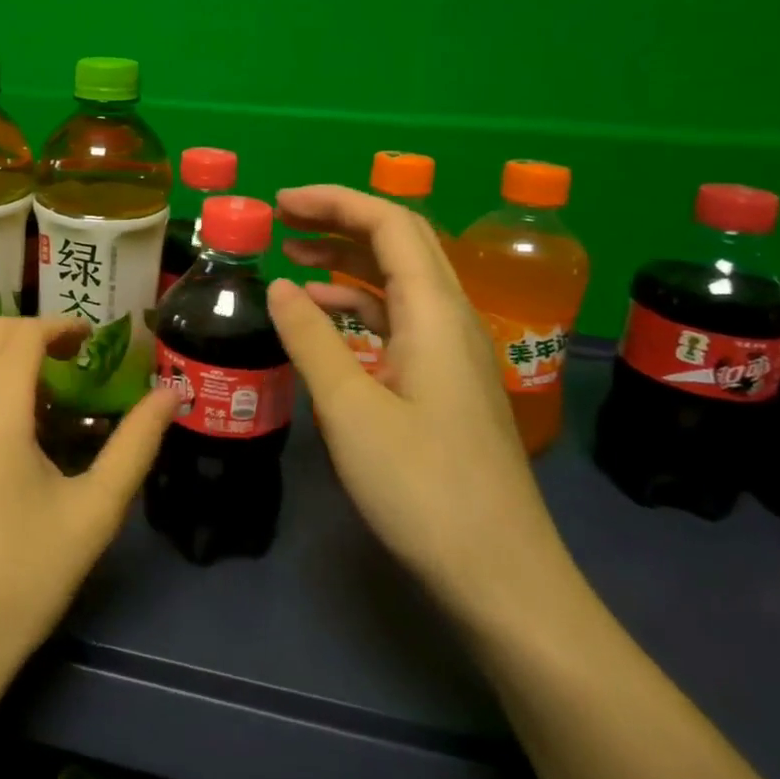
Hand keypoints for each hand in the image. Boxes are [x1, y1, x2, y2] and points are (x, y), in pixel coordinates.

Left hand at [0, 316, 176, 692]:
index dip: (58, 325)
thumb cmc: (28, 577)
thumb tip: (171, 393)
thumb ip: (136, 445)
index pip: (21, 335)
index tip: (90, 337)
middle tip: (71, 355)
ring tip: (43, 384)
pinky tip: (3, 427)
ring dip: (2, 355)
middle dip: (31, 331)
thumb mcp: (95, 512)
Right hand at [270, 186, 574, 629]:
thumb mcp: (350, 409)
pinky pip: (399, 318)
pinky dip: (357, 302)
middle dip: (340, 219)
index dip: (334, 201)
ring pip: (399, 280)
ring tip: (291, 257)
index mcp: (435, 313)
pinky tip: (323, 316)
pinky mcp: (445, 382)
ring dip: (347, 258)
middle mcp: (452, 319)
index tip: (279, 203)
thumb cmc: (423, 489)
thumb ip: (311, 338)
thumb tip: (277, 285)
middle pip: (400, 242)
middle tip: (281, 218)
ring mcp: (452, 351)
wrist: (502, 577)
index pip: (390, 224)